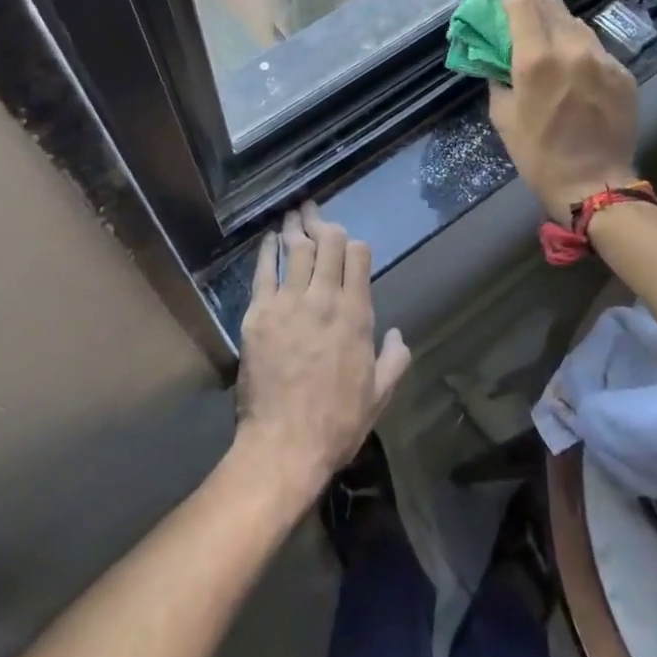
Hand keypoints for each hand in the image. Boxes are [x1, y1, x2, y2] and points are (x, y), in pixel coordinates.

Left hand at [235, 203, 411, 504]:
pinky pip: (263, 272)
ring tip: (294, 213)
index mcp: (356, 314)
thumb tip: (399, 334)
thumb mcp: (379, 394)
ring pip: (294, 250)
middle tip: (315, 213)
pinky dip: (266, 250)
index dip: (354, 244)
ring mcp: (288, 303)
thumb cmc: (337, 422)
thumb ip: (395, 359)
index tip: (348, 242)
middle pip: (326, 243)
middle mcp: (324, 298)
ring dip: (295, 228)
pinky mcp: (258, 314)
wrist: (285, 444)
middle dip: (323, 224)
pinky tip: (269, 239)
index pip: (358, 256)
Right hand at [488, 0, 639, 222]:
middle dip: (540, 1)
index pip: (524, 5)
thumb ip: (499, 79)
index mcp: (535, 60)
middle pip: (554, 7)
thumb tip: (499, 61)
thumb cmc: (537, 154)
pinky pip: (598, 49)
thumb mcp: (503, 116)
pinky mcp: (623, 74)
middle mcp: (571, 50)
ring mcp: (602, 60)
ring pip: (579, 25)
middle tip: (531, 0)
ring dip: (563, 21)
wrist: (593, 184)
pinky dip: (584, 47)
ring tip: (554, 27)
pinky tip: (578, 59)